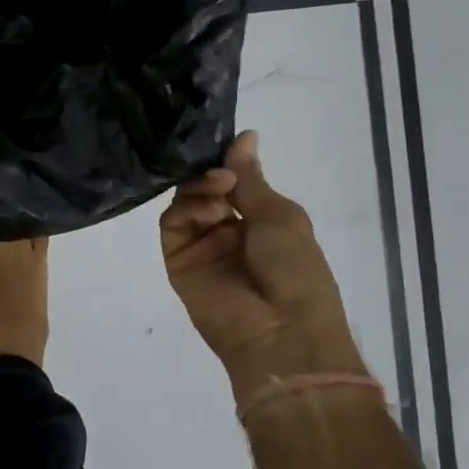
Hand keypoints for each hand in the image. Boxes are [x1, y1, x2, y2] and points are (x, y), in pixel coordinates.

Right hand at [159, 131, 366, 401]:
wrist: (282, 332)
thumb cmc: (295, 269)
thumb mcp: (280, 215)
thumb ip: (250, 177)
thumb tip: (245, 135)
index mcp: (260, 220)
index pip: (233, 181)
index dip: (227, 162)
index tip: (224, 145)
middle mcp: (228, 231)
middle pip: (204, 188)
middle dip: (211, 173)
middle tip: (222, 174)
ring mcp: (201, 247)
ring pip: (185, 202)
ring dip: (199, 189)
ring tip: (218, 193)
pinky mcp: (178, 262)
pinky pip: (172, 225)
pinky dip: (186, 210)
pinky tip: (208, 212)